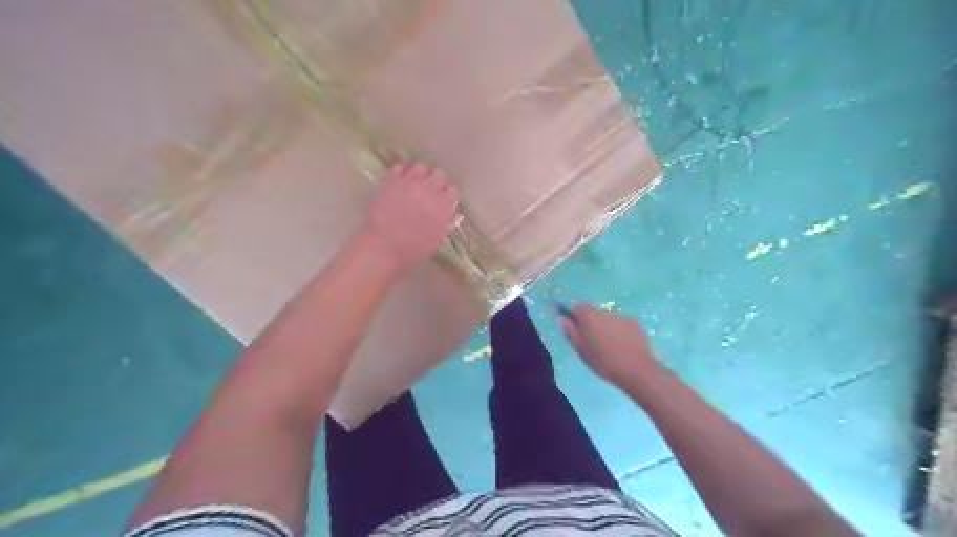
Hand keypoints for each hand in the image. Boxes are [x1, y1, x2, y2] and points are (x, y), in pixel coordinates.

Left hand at [362, 162, 460, 272]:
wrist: (383, 248)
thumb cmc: (413, 250)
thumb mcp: (437, 239)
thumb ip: (445, 222)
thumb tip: (451, 213)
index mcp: (444, 205)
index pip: (452, 190)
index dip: (448, 195)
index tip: (443, 201)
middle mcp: (429, 189)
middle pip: (439, 174)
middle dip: (437, 182)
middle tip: (431, 191)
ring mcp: (409, 183)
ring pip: (421, 167)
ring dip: (421, 174)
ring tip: (417, 183)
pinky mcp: (391, 181)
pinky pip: (401, 167)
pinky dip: (404, 171)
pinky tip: (403, 180)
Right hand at [561, 304, 658, 386]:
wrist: (637, 370)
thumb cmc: (604, 362)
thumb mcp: (581, 350)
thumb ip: (570, 331)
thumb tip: (563, 318)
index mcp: (590, 316)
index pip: (577, 307)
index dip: (575, 317)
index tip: (576, 331)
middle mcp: (605, 312)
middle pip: (594, 312)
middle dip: (591, 323)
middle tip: (592, 342)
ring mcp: (622, 317)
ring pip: (608, 319)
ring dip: (606, 328)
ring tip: (610, 347)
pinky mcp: (635, 324)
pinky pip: (621, 325)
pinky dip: (619, 332)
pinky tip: (622, 347)